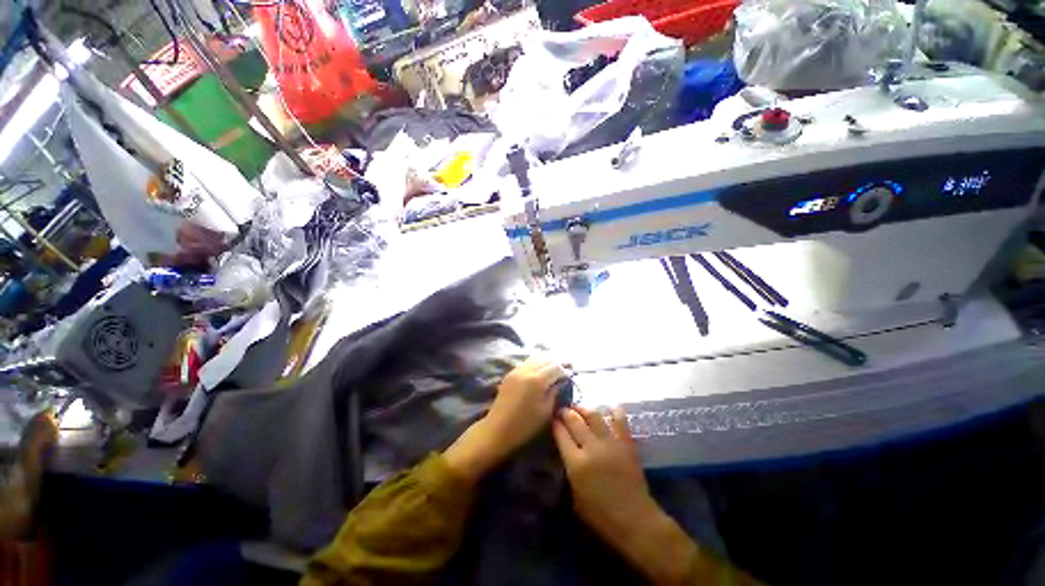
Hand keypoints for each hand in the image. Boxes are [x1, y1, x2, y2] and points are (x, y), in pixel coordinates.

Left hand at [444, 357, 566, 482]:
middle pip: (545, 358)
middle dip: (558, 360)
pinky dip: (537, 362)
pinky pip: (527, 362)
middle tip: (568, 364)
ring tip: (556, 364)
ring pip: (535, 357)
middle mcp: (526, 370)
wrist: (497, 429)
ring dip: (547, 359)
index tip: (573, 371)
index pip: (555, 367)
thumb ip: (555, 391)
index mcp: (536, 380)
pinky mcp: (510, 373)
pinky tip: (542, 367)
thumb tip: (562, 380)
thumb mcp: (545, 411)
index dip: (565, 368)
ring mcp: (516, 370)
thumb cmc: (525, 425)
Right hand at [553, 406, 695, 584]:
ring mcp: (610, 442)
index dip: (555, 423)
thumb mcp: (575, 496)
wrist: (634, 518)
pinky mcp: (626, 442)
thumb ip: (569, 470)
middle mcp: (591, 447)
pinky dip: (614, 411)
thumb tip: (565, 451)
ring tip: (579, 407)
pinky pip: (619, 419)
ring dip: (584, 408)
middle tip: (563, 410)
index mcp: (576, 463)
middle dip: (566, 412)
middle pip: (574, 420)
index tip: (552, 419)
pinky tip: (609, 407)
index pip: (560, 434)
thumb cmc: (601, 514)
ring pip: (593, 415)